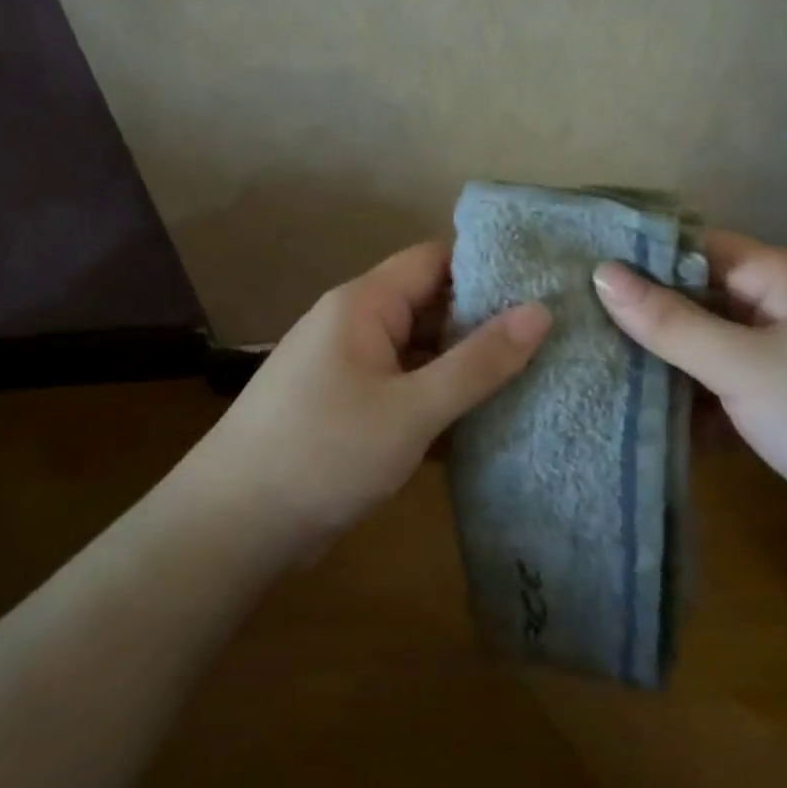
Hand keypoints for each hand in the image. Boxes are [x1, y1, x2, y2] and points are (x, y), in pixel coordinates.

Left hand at [190, 243, 551, 546]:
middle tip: (553, 339)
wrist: (233, 527)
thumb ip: (478, 362)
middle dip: (485, 323)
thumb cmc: (323, 453)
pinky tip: (487, 423)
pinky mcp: (348, 411)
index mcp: (364, 305)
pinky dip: (439, 402)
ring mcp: (349, 370)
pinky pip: (404, 391)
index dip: (487, 266)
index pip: (434, 260)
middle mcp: (355, 327)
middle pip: (429, 307)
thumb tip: (541, 311)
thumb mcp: (412, 409)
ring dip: (465, 368)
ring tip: (536, 377)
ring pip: (419, 354)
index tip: (543, 284)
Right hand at [592, 232, 786, 570]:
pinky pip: (726, 390)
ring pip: (710, 349)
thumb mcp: (743, 364)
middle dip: (643, 315)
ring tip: (588, 368)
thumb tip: (602, 272)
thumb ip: (670, 322)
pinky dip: (691, 402)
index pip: (695, 249)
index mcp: (781, 277)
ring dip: (663, 363)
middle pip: (699, 299)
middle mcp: (785, 309)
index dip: (639, 258)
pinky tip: (640, 417)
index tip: (576, 273)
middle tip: (570, 326)